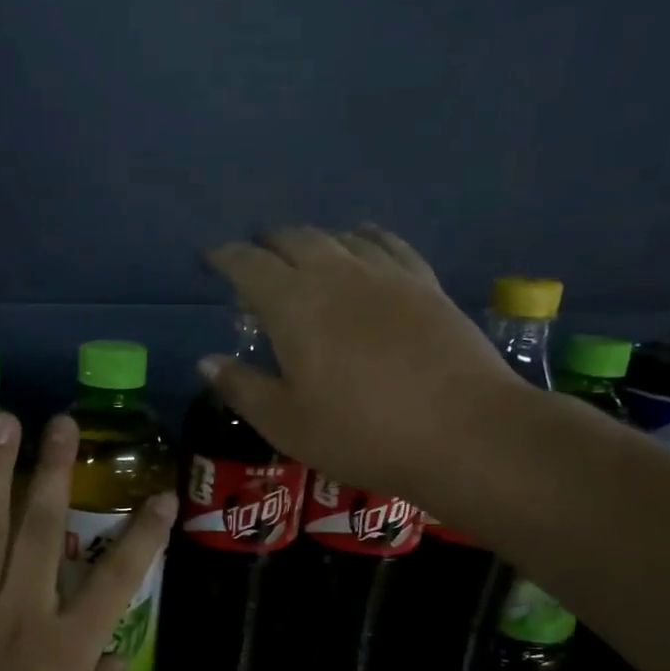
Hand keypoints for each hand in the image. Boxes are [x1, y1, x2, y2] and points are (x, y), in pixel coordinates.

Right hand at [200, 224, 521, 501]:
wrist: (463, 432)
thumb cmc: (360, 433)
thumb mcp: (285, 422)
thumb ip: (241, 387)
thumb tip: (206, 361)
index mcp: (294, 305)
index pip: (249, 265)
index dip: (224, 257)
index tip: (210, 259)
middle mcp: (337, 275)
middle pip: (294, 240)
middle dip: (266, 244)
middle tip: (252, 261)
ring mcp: (387, 275)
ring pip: (339, 237)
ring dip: (311, 241)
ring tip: (300, 257)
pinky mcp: (426, 284)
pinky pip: (386, 244)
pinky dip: (362, 238)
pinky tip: (362, 243)